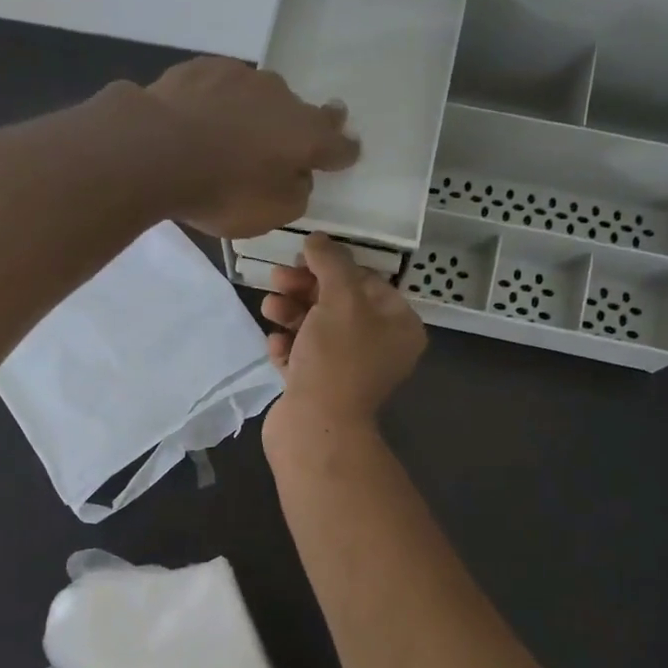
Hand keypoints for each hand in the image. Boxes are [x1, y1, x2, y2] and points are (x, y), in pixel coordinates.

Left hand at [145, 58, 359, 238]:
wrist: (157, 149)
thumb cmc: (222, 191)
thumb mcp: (270, 213)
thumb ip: (295, 194)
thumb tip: (298, 176)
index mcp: (305, 134)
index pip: (336, 143)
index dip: (343, 150)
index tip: (347, 152)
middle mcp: (280, 97)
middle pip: (298, 112)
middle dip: (296, 127)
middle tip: (283, 142)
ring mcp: (240, 76)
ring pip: (258, 96)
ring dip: (253, 113)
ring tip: (232, 135)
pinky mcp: (202, 68)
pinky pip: (219, 88)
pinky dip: (216, 104)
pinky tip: (200, 119)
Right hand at [260, 234, 427, 431]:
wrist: (316, 427)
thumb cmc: (337, 359)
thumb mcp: (340, 299)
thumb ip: (331, 263)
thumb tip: (317, 240)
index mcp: (399, 326)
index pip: (368, 281)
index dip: (333, 265)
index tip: (302, 257)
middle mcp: (379, 348)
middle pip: (339, 303)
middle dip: (305, 288)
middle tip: (276, 278)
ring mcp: (348, 370)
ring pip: (317, 329)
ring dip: (290, 313)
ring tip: (268, 308)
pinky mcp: (319, 388)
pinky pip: (303, 356)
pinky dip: (287, 346)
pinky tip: (274, 343)